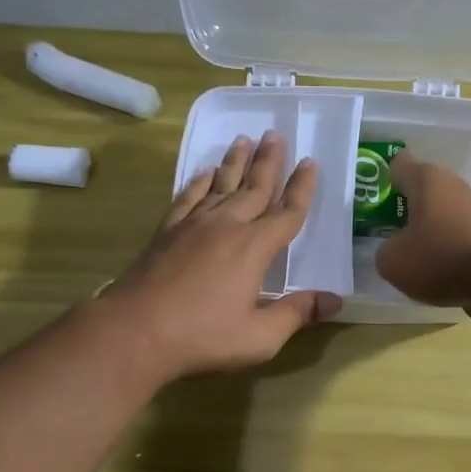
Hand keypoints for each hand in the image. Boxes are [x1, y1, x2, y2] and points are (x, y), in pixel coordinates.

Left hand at [104, 132, 341, 379]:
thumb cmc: (203, 336)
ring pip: (221, 184)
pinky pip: (188, 197)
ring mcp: (194, 225)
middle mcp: (227, 226)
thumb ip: (297, 313)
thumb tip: (335, 300)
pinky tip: (204, 172)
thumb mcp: (260, 336)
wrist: (135, 331)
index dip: (302, 188)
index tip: (310, 163)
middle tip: (276, 135)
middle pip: (254, 187)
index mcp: (255, 248)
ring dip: (235, 162)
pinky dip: (199, 182)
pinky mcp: (167, 232)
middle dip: (269, 161)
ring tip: (245, 139)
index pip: (287, 212)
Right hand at [374, 150, 470, 320]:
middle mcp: (452, 187)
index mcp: (426, 179)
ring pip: (439, 217)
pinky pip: (455, 239)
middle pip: (420, 192)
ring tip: (406, 256)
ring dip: (425, 232)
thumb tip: (393, 251)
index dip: (383, 176)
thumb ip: (384, 252)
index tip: (370, 194)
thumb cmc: (442, 258)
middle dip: (402, 208)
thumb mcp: (393, 261)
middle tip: (381, 230)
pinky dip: (444, 251)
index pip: (399, 163)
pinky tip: (434, 272)